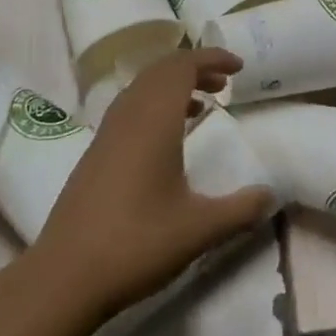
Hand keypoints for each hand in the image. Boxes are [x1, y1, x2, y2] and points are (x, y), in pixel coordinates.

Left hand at [29, 49, 275, 321]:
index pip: (182, 66)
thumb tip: (271, 196)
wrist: (64, 277)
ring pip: (142, 88)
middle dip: (194, 68)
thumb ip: (240, 210)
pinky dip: (155, 104)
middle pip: (161, 70)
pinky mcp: (95, 153)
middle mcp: (128, 116)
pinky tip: (168, 138)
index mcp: (153, 120)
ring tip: (202, 105)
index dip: (211, 58)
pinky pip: (130, 108)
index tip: (239, 67)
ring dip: (173, 86)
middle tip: (224, 84)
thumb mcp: (199, 230)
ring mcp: (107, 133)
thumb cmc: (136, 244)